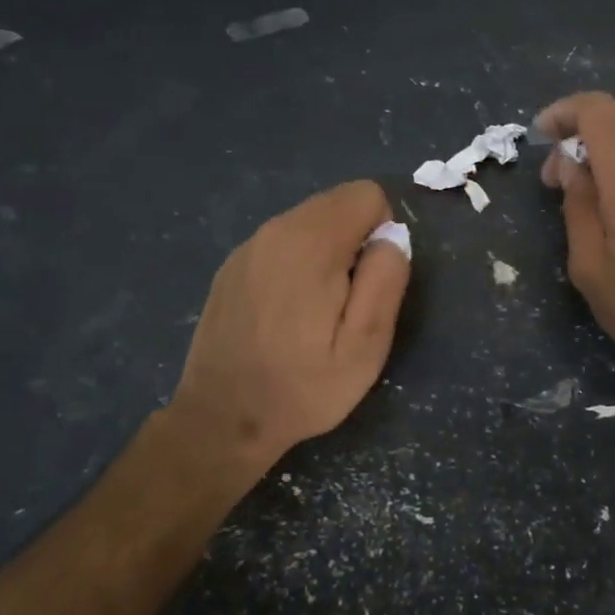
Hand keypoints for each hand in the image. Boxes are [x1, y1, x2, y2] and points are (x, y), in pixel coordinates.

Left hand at [172, 180, 409, 477]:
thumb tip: (392, 237)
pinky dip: (296, 263)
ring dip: (326, 252)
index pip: (366, 194)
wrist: (221, 420)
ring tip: (316, 311)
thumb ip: (385, 280)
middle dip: (355, 240)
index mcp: (310, 242)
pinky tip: (285, 314)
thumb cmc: (302, 387)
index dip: (382, 232)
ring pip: (309, 221)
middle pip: (337, 203)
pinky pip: (282, 243)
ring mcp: (248, 246)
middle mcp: (275, 230)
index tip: (370, 281)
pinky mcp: (232, 265)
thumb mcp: (365, 346)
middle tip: (346, 302)